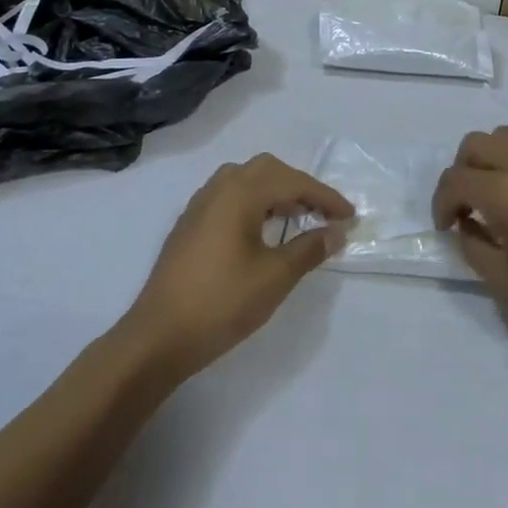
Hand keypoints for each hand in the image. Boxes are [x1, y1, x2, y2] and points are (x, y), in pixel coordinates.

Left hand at [124, 154, 353, 377]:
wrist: (158, 337)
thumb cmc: (221, 303)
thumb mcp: (274, 278)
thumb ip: (308, 249)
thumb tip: (336, 231)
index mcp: (240, 192)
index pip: (293, 182)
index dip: (325, 197)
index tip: (349, 216)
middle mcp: (219, 187)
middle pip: (268, 170)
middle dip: (300, 187)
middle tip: (322, 213)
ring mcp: (200, 204)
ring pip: (246, 180)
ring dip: (275, 192)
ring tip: (296, 218)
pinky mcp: (189, 224)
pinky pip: (229, 195)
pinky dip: (254, 202)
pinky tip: (261, 230)